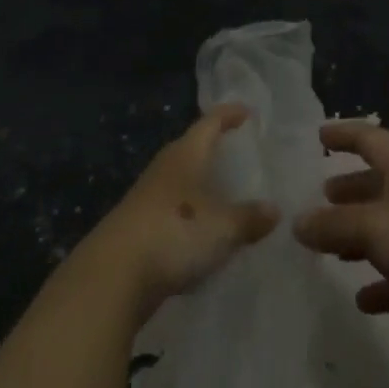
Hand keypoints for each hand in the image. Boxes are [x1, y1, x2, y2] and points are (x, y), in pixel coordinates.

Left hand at [85, 104, 279, 323]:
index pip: (210, 122)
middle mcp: (166, 167)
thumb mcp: (222, 228)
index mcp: (186, 154)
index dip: (229, 114)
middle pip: (192, 147)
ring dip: (200, 182)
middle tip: (238, 151)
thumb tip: (275, 210)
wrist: (112, 276)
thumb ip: (249, 218)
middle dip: (213, 147)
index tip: (247, 112)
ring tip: (224, 191)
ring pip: (180, 179)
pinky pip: (172, 208)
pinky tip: (200, 230)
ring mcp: (148, 196)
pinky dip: (189, 212)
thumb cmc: (174, 233)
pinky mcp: (138, 226)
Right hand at [293, 119, 388, 343]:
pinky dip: (383, 284)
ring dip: (362, 238)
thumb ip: (333, 225)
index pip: (368, 139)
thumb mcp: (374, 225)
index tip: (320, 136)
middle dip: (351, 189)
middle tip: (323, 194)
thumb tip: (296, 222)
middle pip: (378, 184)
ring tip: (331, 248)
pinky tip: (362, 300)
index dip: (343, 135)